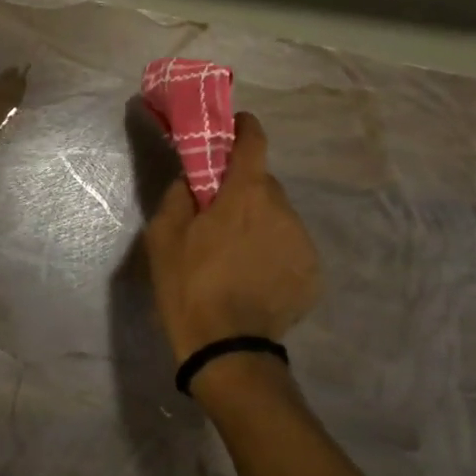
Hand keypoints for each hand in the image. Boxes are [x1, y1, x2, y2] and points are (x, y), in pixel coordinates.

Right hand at [143, 112, 321, 363]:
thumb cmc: (188, 285)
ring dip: (258, 222)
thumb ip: (178, 195)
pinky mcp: (312, 272)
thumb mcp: (163, 236)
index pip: (254, 142)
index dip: (244, 128)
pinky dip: (272, 251)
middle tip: (218, 214)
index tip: (233, 128)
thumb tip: (192, 179)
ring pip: (278, 216)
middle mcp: (282, 209)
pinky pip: (289, 247)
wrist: (226, 347)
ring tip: (234, 254)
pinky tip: (252, 277)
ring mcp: (302, 242)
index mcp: (245, 194)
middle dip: (242, 189)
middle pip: (263, 183)